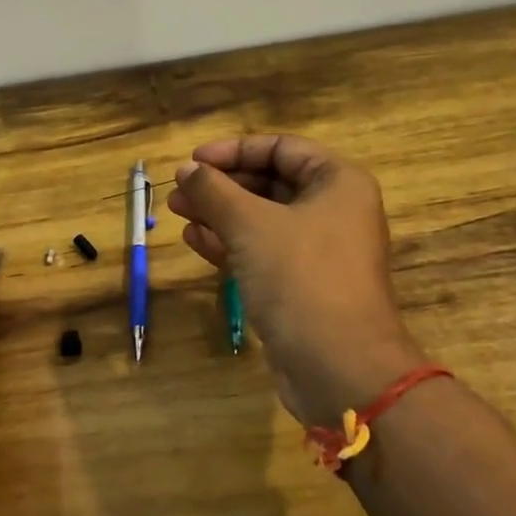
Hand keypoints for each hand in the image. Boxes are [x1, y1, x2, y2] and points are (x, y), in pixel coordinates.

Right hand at [165, 135, 425, 426]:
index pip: (281, 148)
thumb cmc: (300, 277)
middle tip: (179, 189)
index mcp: (337, 183)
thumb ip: (214, 190)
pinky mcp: (301, 284)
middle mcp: (333, 210)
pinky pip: (261, 251)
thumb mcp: (250, 225)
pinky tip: (194, 240)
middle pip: (270, 183)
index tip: (194, 160)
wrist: (338, 366)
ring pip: (261, 220)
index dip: (234, 150)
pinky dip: (229, 243)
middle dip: (221, 185)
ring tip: (176, 212)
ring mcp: (318, 251)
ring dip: (218, 213)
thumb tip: (186, 169)